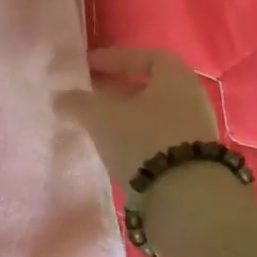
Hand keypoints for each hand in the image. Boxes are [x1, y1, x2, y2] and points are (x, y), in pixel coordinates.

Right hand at [58, 46, 220, 183]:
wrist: (187, 199)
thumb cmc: (143, 140)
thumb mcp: (101, 117)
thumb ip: (77, 102)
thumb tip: (60, 97)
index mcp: (176, 78)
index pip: (146, 56)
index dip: (114, 58)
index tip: (87, 66)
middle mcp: (191, 99)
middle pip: (150, 85)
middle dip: (117, 87)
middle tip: (88, 92)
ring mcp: (196, 130)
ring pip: (154, 112)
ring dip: (125, 113)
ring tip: (96, 121)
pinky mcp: (192, 159)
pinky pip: (158, 135)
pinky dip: (135, 134)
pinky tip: (114, 145)